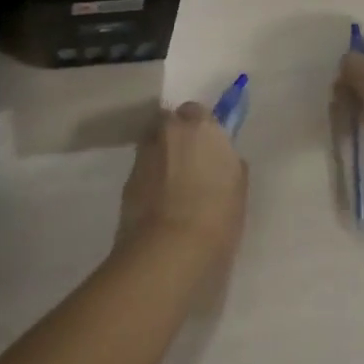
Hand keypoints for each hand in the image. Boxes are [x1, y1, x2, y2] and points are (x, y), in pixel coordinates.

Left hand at [116, 103, 247, 273]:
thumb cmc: (216, 216)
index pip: (196, 111)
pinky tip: (158, 203)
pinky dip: (149, 180)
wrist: (169, 251)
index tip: (207, 148)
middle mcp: (168, 131)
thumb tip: (221, 159)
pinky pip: (142, 171)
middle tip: (189, 163)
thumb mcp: (237, 188)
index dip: (201, 129)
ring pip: (153, 145)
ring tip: (172, 186)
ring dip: (161, 157)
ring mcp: (143, 154)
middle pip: (169, 123)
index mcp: (199, 126)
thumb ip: (229, 164)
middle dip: (176, 137)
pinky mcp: (126, 180)